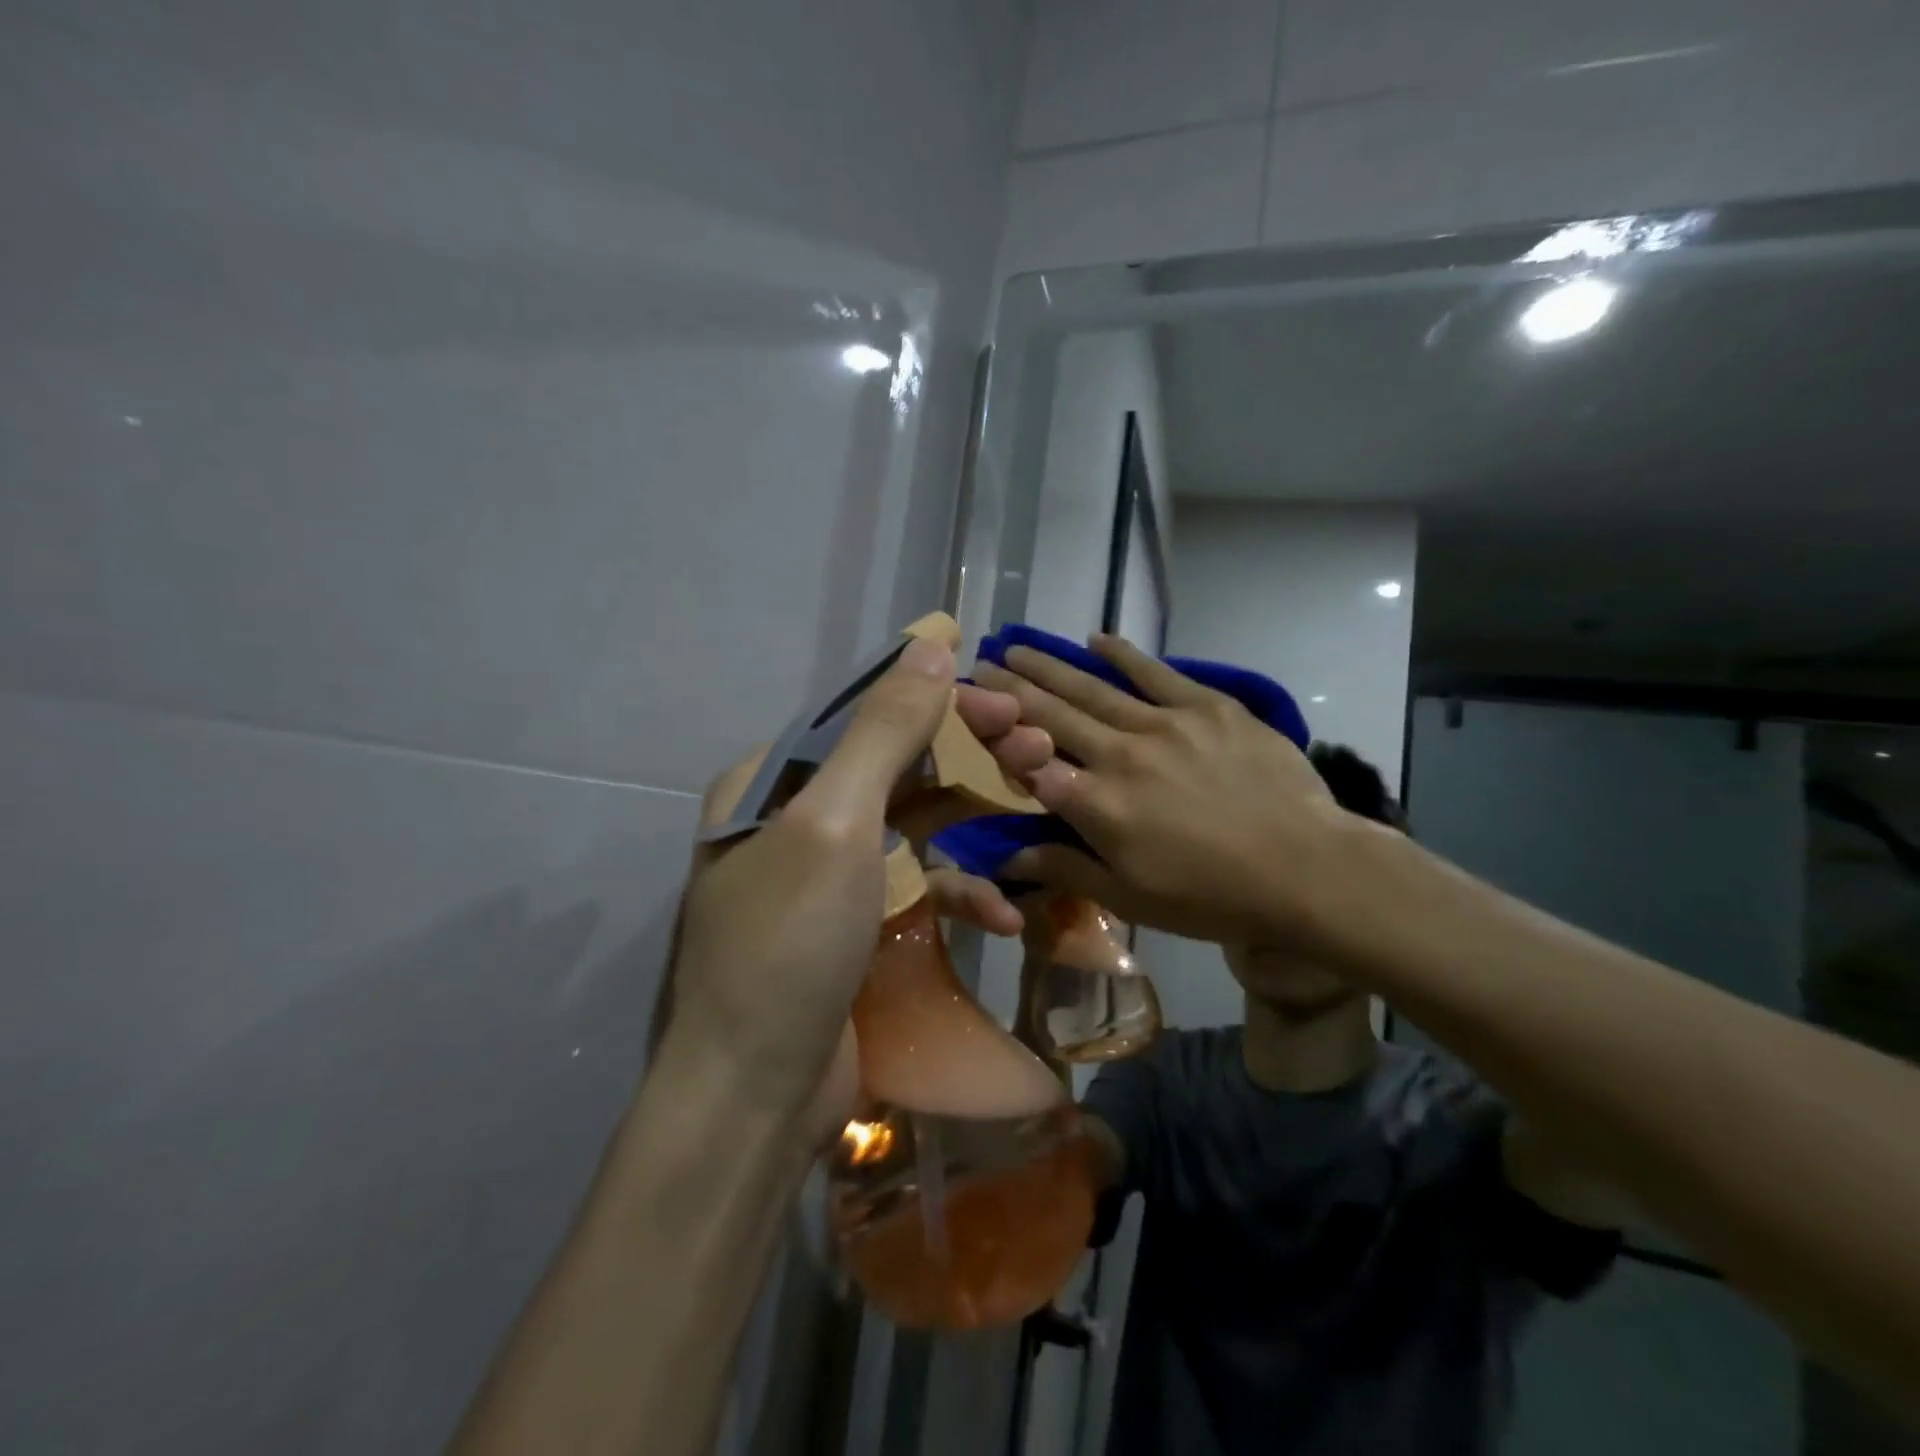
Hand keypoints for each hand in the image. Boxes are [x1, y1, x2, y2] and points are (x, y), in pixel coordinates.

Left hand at [665, 647, 1049, 1143]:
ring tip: (1034, 815)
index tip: (1006, 703)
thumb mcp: (835, 823)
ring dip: (972, 824)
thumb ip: (884, 731)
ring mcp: (824, 879)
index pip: (864, 716)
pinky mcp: (852, 930)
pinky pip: (912, 890)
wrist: (755, 1097)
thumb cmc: (789, 944)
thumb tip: (929, 644)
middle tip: (1034, 747)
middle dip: (966, 757)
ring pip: (910, 827)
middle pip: (893, 767)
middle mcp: (792, 820)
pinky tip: (1003, 913)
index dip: (937, 701)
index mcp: (771, 783)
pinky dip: (956, 893)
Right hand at [974, 635, 1361, 949]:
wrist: (1305, 870)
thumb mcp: (1130, 898)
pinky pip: (1156, 674)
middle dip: (1011, 688)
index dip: (994, 734)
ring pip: (1093, 688)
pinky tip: (1096, 639)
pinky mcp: (1208, 707)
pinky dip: (1123, 655)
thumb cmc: (1211, 896)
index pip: (1029, 761)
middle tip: (981, 663)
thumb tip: (1004, 856)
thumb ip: (1065, 867)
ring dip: (1050, 666)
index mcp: (1096, 804)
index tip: (968, 710)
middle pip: (1052, 715)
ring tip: (1017, 645)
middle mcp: (1120, 754)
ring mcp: (1165, 724)